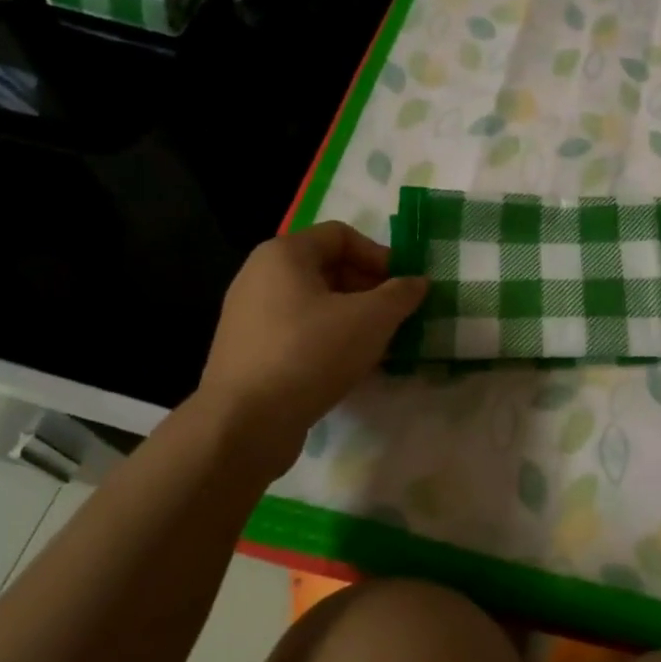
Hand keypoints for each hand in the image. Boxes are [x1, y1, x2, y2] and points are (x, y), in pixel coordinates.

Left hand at [194, 222, 426, 474]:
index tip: (402, 286)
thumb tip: (417, 282)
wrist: (243, 426)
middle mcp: (259, 275)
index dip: (379, 255)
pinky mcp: (247, 351)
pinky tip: (347, 367)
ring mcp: (249, 315)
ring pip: (314, 303)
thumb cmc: (310, 354)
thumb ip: (400, 294)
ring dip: (351, 317)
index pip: (342, 235)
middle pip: (327, 268)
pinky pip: (296, 332)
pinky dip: (326, 340)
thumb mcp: (371, 319)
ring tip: (377, 344)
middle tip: (395, 316)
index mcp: (284, 254)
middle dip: (368, 289)